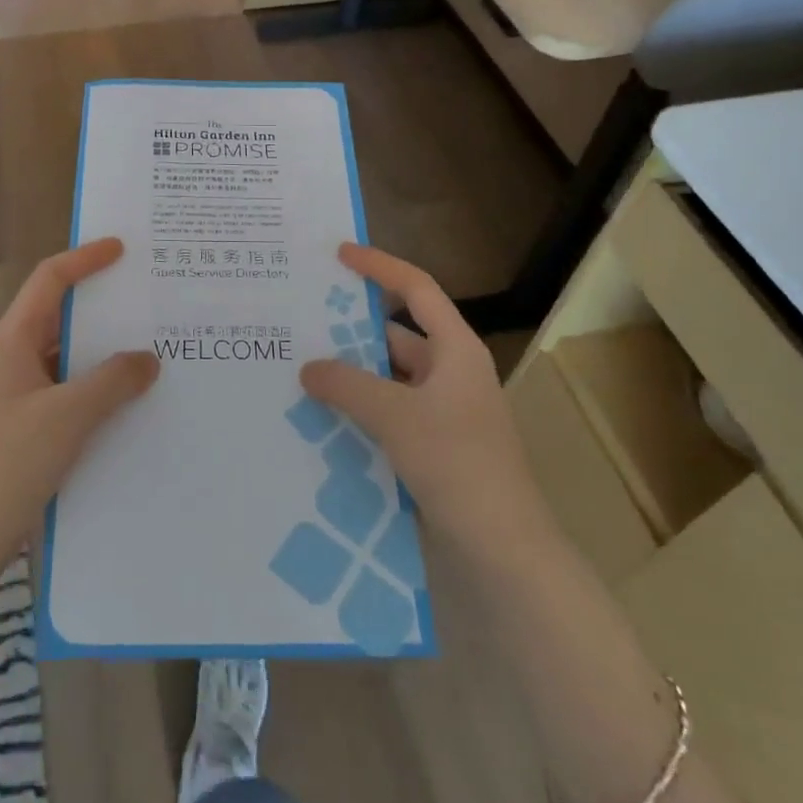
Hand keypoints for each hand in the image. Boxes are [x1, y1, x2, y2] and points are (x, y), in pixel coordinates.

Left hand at [0, 239, 158, 565]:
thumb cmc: (9, 462)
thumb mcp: (68, 416)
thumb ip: (113, 381)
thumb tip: (148, 358)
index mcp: (12, 340)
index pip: (49, 280)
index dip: (85, 259)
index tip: (122, 248)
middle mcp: (14, 358)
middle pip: (60, 314)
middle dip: (103, 305)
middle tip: (148, 298)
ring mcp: (19, 393)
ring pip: (67, 356)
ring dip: (104, 351)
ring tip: (152, 347)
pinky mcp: (28, 424)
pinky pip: (69, 389)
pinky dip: (98, 386)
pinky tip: (131, 400)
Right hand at [300, 244, 555, 556]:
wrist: (503, 548)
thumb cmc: (457, 464)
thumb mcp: (396, 416)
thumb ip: (347, 385)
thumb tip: (308, 367)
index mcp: (455, 350)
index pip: (416, 289)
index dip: (380, 267)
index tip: (339, 254)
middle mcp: (450, 373)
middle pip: (397, 335)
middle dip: (352, 329)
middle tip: (303, 320)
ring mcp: (442, 412)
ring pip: (388, 377)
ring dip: (351, 374)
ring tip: (300, 367)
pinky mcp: (432, 445)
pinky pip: (388, 412)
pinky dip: (359, 408)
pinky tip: (321, 415)